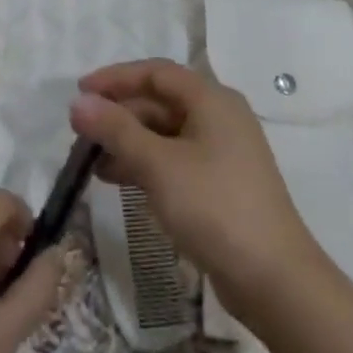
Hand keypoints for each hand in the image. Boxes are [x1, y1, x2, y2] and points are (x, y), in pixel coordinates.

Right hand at [70, 60, 322, 317]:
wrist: (274, 280)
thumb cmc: (215, 207)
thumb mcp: (158, 165)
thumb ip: (116, 130)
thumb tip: (78, 102)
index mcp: (211, 99)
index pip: (156, 72)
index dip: (115, 78)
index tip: (80, 92)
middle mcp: (220, 117)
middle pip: (160, 101)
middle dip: (119, 113)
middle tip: (81, 132)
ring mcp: (223, 152)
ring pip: (165, 133)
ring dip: (129, 141)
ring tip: (92, 161)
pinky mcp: (221, 183)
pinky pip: (175, 159)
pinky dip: (146, 164)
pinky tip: (119, 180)